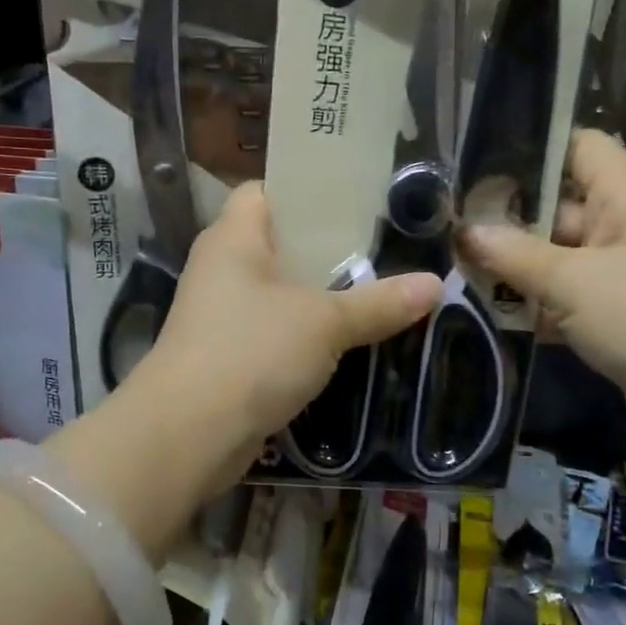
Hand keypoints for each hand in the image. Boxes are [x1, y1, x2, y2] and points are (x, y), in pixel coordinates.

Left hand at [129, 183, 441, 494]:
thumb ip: (379, 302)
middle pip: (279, 242)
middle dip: (328, 248)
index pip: (265, 191)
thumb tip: (436, 284)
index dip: (305, 189)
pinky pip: (276, 331)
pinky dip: (307, 334)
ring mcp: (222, 315)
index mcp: (234, 238)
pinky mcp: (228, 356)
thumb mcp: (325, 322)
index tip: (356, 198)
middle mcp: (222, 268)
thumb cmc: (252, 352)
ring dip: (322, 295)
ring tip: (378, 288)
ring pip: (280, 291)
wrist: (188, 435)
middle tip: (383, 246)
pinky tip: (349, 339)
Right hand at [460, 129, 625, 436]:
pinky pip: (566, 294)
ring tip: (458, 270)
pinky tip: (490, 313)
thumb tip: (464, 232)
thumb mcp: (571, 281)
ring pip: (556, 255)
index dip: (533, 148)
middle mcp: (624, 224)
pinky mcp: (615, 310)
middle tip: (451, 228)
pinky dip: (535, 303)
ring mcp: (620, 270)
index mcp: (625, 195)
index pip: (579, 146)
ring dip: (515, 267)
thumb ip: (513, 254)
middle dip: (506, 220)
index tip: (479, 165)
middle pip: (556, 206)